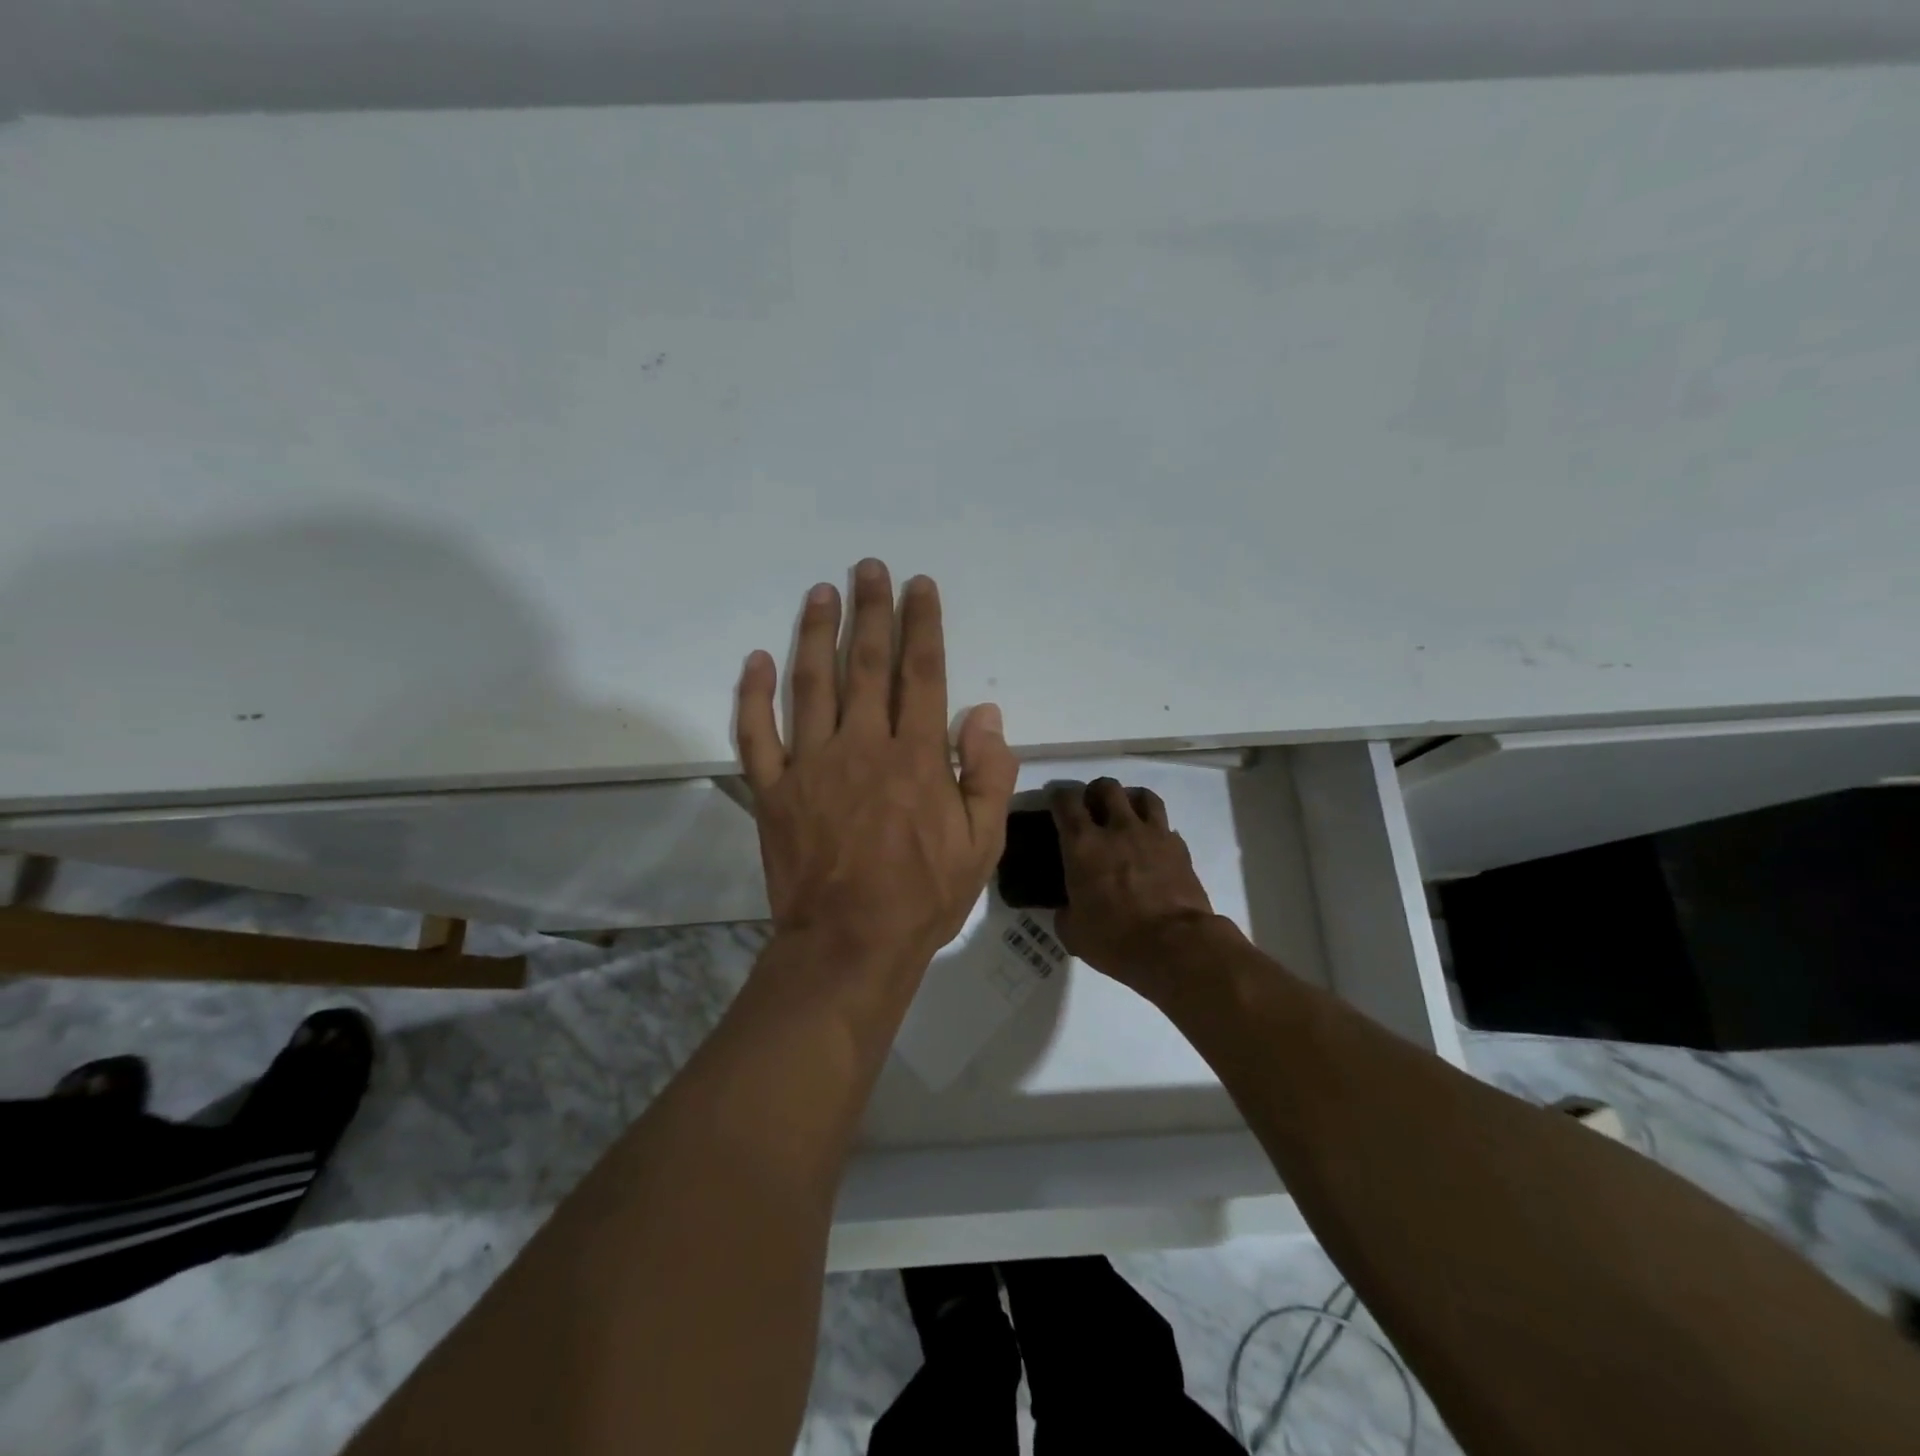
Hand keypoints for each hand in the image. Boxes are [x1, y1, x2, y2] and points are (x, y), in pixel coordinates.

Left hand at [735, 560, 1017, 978]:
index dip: (922, 624)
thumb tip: (986, 714)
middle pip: (866, 664)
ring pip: (811, 684)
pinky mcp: (774, 791)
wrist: (850, 944)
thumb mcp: (981, 843)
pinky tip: (757, 660)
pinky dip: (753, 695)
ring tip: (821, 592)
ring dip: (816, 633)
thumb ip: (989, 775)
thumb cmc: (923, 896)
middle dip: (871, 611)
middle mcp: (862, 746)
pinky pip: (757, 734)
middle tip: (868, 568)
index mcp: (916, 757)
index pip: (921, 673)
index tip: (919, 586)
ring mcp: (811, 765)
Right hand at [1051, 778, 1229, 1002]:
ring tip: (1127, 814)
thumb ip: (1067, 913)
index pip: (1066, 801)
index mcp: (1083, 844)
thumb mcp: (1074, 933)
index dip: (1059, 797)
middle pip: (1106, 787)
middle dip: (1096, 791)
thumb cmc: (1115, 940)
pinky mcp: (1180, 848)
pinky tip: (1153, 845)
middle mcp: (1117, 829)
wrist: (1175, 947)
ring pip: (1143, 796)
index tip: (1057, 804)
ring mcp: (1153, 835)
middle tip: (1093, 808)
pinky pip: (1166, 826)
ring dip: (1131, 799)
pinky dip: (1157, 829)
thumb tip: (1068, 909)